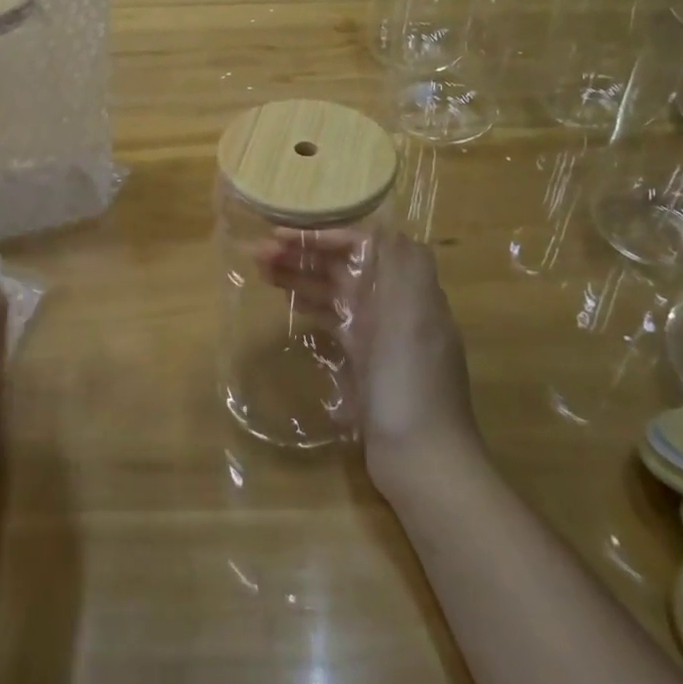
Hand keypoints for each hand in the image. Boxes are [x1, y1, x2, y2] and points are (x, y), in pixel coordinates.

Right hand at [256, 231, 482, 495]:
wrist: (424, 459)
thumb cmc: (410, 382)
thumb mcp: (412, 316)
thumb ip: (400, 265)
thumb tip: (379, 224)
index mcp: (408, 288)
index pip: (363, 243)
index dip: (323, 235)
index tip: (282, 236)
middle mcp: (395, 304)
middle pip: (346, 266)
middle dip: (305, 254)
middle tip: (258, 253)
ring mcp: (381, 334)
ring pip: (336, 292)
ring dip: (302, 278)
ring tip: (261, 273)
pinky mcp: (367, 362)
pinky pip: (335, 321)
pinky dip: (312, 308)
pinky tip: (287, 305)